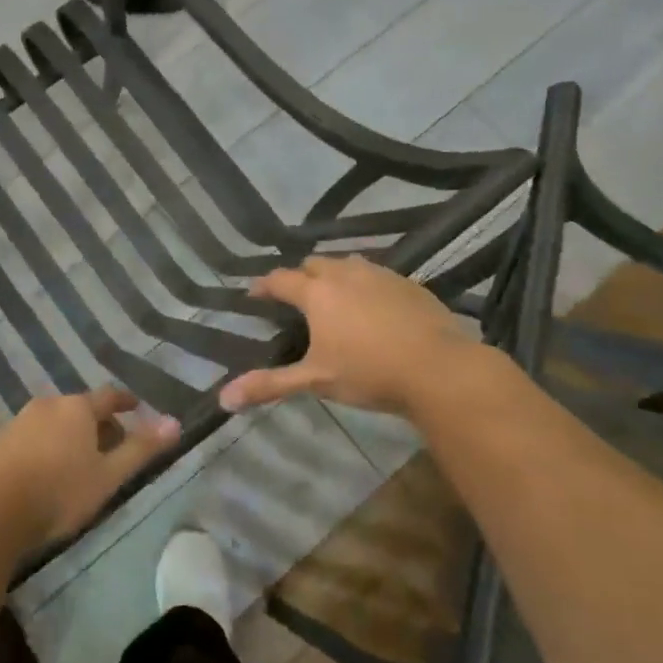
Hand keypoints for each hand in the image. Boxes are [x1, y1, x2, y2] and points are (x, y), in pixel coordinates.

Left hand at [0, 388, 180, 551]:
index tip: (137, 407)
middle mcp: (48, 404)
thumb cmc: (59, 491)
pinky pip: (34, 436)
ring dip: (71, 436)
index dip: (126, 402)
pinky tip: (48, 472)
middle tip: (113, 447)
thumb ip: (142, 448)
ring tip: (81, 463)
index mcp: (77, 407)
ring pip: (55, 422)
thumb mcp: (108, 475)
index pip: (109, 396)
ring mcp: (20, 421)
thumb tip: (175, 422)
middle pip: (81, 408)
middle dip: (99, 424)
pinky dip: (48, 446)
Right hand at [220, 256, 497, 418]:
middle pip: (313, 263)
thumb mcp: (315, 380)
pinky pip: (377, 274)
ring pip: (347, 264)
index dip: (263, 286)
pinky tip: (372, 306)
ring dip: (333, 275)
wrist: (440, 368)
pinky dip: (365, 284)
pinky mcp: (409, 283)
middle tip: (295, 297)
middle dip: (300, 275)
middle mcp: (345, 273)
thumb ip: (269, 385)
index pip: (280, 279)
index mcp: (317, 293)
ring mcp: (380, 274)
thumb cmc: (369, 372)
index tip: (253, 294)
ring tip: (332, 296)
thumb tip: (222, 399)